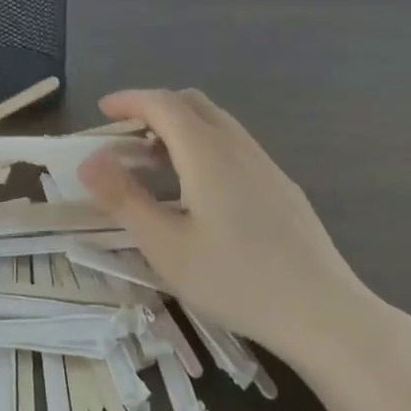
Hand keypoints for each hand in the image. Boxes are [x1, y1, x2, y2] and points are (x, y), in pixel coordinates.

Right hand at [78, 88, 370, 358]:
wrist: (321, 310)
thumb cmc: (235, 279)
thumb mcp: (167, 246)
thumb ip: (124, 198)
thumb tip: (89, 160)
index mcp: (206, 152)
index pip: (163, 103)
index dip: (130, 100)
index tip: (103, 109)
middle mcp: (237, 145)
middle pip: (192, 103)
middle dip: (154, 108)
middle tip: (125, 135)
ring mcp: (265, 163)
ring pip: (216, 122)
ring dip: (180, 127)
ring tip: (155, 162)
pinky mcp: (281, 184)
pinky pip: (234, 144)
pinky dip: (204, 145)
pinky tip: (199, 189)